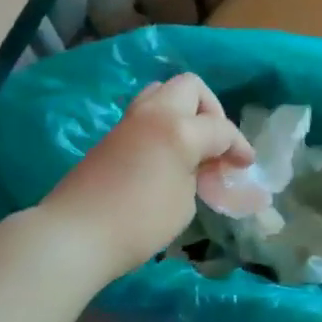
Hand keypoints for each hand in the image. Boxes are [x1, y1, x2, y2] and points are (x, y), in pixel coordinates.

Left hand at [43, 73, 253, 280]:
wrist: (75, 233)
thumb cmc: (139, 223)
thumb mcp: (184, 202)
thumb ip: (195, 174)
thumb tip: (193, 165)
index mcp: (179, 129)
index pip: (220, 128)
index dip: (239, 146)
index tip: (246, 164)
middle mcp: (154, 114)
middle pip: (190, 87)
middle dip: (210, 110)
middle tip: (215, 143)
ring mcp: (128, 121)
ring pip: (162, 93)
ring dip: (183, 111)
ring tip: (191, 145)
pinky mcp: (111, 136)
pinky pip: (145, 114)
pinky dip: (163, 124)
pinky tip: (167, 155)